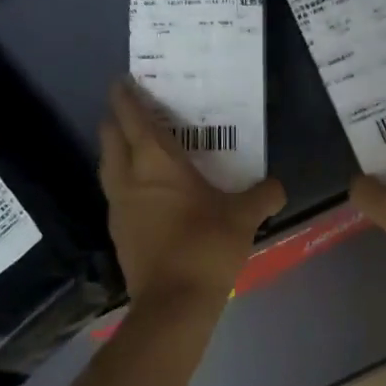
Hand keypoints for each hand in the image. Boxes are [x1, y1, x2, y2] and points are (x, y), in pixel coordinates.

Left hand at [99, 82, 284, 305]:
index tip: (123, 82)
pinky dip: (125, 183)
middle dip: (116, 120)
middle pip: (109, 137)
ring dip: (117, 151)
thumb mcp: (244, 218)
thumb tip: (277, 186)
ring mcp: (118, 207)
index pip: (133, 118)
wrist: (173, 302)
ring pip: (107, 166)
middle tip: (134, 114)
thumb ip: (262, 196)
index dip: (125, 97)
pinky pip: (116, 194)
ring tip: (136, 149)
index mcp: (157, 164)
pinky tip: (145, 194)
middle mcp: (129, 178)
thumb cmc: (207, 247)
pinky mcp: (118, 232)